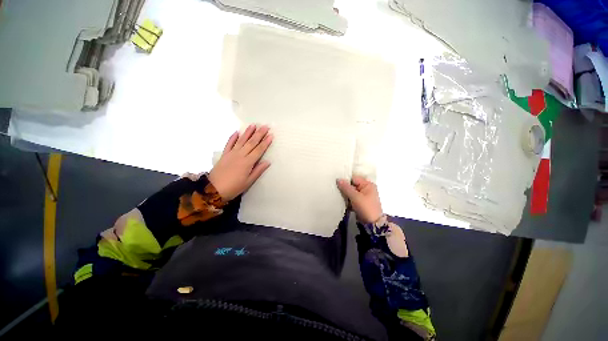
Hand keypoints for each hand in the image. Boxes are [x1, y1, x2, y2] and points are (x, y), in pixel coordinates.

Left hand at [208, 124, 272, 200]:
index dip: (265, 142)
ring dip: (248, 132)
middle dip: (259, 134)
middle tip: (265, 126)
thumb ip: (258, 170)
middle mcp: (240, 155)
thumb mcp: (249, 181)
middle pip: (251, 142)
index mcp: (248, 162)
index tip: (271, 135)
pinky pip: (229, 144)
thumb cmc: (234, 187)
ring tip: (253, 125)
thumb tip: (268, 162)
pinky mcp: (224, 154)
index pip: (259, 150)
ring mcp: (231, 153)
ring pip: (241, 140)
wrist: (214, 189)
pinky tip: (236, 132)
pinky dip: (232, 137)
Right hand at [336, 175, 382, 223]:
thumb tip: (338, 179)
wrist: (373, 224)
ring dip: (345, 194)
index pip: (354, 178)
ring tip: (338, 195)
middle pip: (352, 185)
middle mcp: (367, 188)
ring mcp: (364, 196)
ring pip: (352, 192)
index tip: (336, 182)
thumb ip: (346, 187)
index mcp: (368, 184)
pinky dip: (348, 199)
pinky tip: (342, 201)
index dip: (345, 180)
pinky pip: (352, 198)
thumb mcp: (355, 197)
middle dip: (345, 187)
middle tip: (336, 189)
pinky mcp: (361, 203)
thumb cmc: (365, 208)